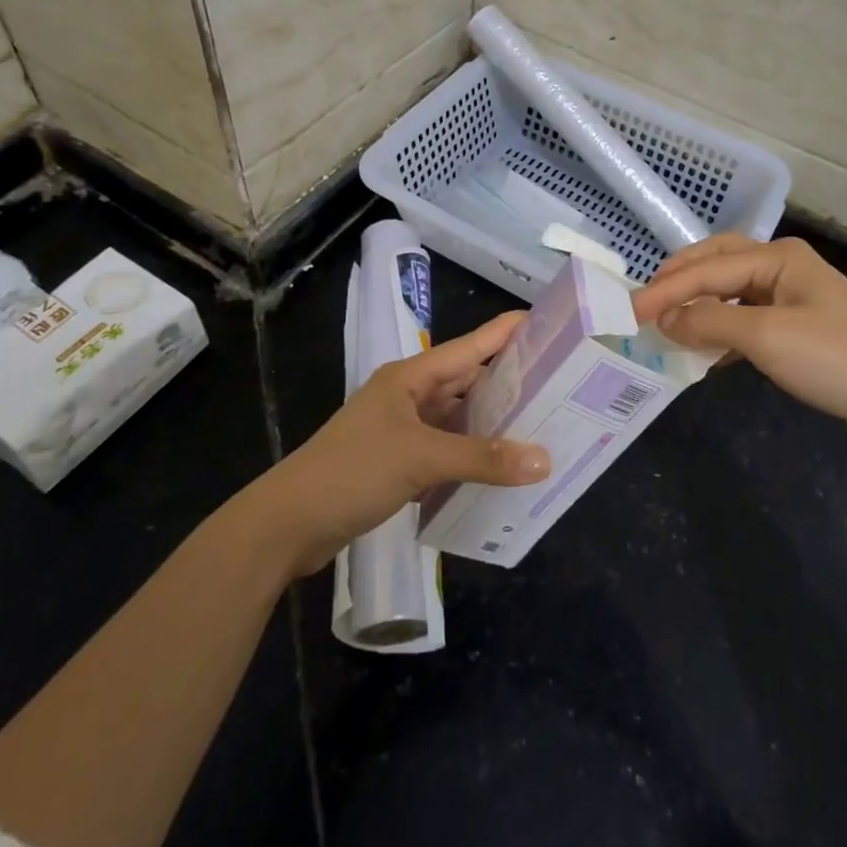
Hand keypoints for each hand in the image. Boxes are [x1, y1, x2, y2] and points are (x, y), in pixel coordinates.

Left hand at [256, 312, 550, 575]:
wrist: (289, 523)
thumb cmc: (354, 471)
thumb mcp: (422, 458)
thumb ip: (483, 458)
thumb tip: (545, 460)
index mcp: (411, 377)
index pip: (470, 346)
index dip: (506, 332)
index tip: (547, 323)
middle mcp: (408, 396)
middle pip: (466, 381)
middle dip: (507, 383)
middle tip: (557, 387)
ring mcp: (401, 429)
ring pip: (456, 418)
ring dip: (490, 423)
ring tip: (539, 426)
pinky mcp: (397, 462)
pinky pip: (444, 449)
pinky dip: (470, 455)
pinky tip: (499, 467)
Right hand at [631, 235, 846, 451]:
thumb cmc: (839, 359)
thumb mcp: (768, 338)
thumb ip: (710, 324)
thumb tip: (664, 320)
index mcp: (778, 257)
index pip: (707, 269)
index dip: (665, 289)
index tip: (628, 311)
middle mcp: (783, 268)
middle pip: (718, 265)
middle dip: (680, 281)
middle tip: (645, 304)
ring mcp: (794, 298)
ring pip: (731, 293)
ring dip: (699, 306)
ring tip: (667, 324)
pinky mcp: (801, 330)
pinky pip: (748, 320)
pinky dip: (722, 331)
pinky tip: (706, 351)